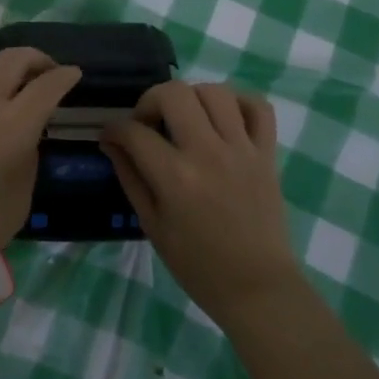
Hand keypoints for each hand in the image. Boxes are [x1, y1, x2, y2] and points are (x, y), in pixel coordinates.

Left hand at [0, 49, 80, 288]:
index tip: (74, 73)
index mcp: (14, 126)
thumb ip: (28, 159)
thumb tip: (25, 138)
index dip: (64, 76)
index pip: (46, 87)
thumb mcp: (20, 198)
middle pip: (13, 60)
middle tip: (48, 69)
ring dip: (5, 60)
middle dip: (37, 58)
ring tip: (14, 72)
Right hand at [100, 81, 300, 325]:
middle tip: (149, 123)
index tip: (111, 136)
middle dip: (150, 100)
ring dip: (193, 97)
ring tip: (186, 119)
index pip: (134, 132)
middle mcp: (208, 153)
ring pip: (216, 91)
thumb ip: (130, 177)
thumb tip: (111, 142)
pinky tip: (224, 119)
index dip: (114, 129)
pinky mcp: (267, 153)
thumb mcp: (152, 225)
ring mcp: (242, 149)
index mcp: (176, 177)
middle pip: (174, 93)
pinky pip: (258, 107)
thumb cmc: (198, 265)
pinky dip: (239, 103)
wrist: (257, 287)